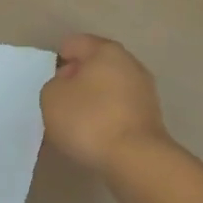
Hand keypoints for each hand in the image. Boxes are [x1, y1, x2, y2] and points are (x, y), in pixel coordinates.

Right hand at [40, 34, 171, 175]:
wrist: (136, 159)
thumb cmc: (89, 119)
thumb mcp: (52, 98)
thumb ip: (54, 85)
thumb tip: (67, 88)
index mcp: (106, 50)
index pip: (77, 43)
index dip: (60, 58)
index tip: (51, 79)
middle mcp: (130, 63)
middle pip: (97, 64)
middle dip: (78, 77)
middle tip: (61, 99)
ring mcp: (145, 90)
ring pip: (110, 87)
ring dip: (94, 98)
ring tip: (77, 120)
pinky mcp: (151, 117)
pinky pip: (120, 108)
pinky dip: (107, 115)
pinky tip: (96, 133)